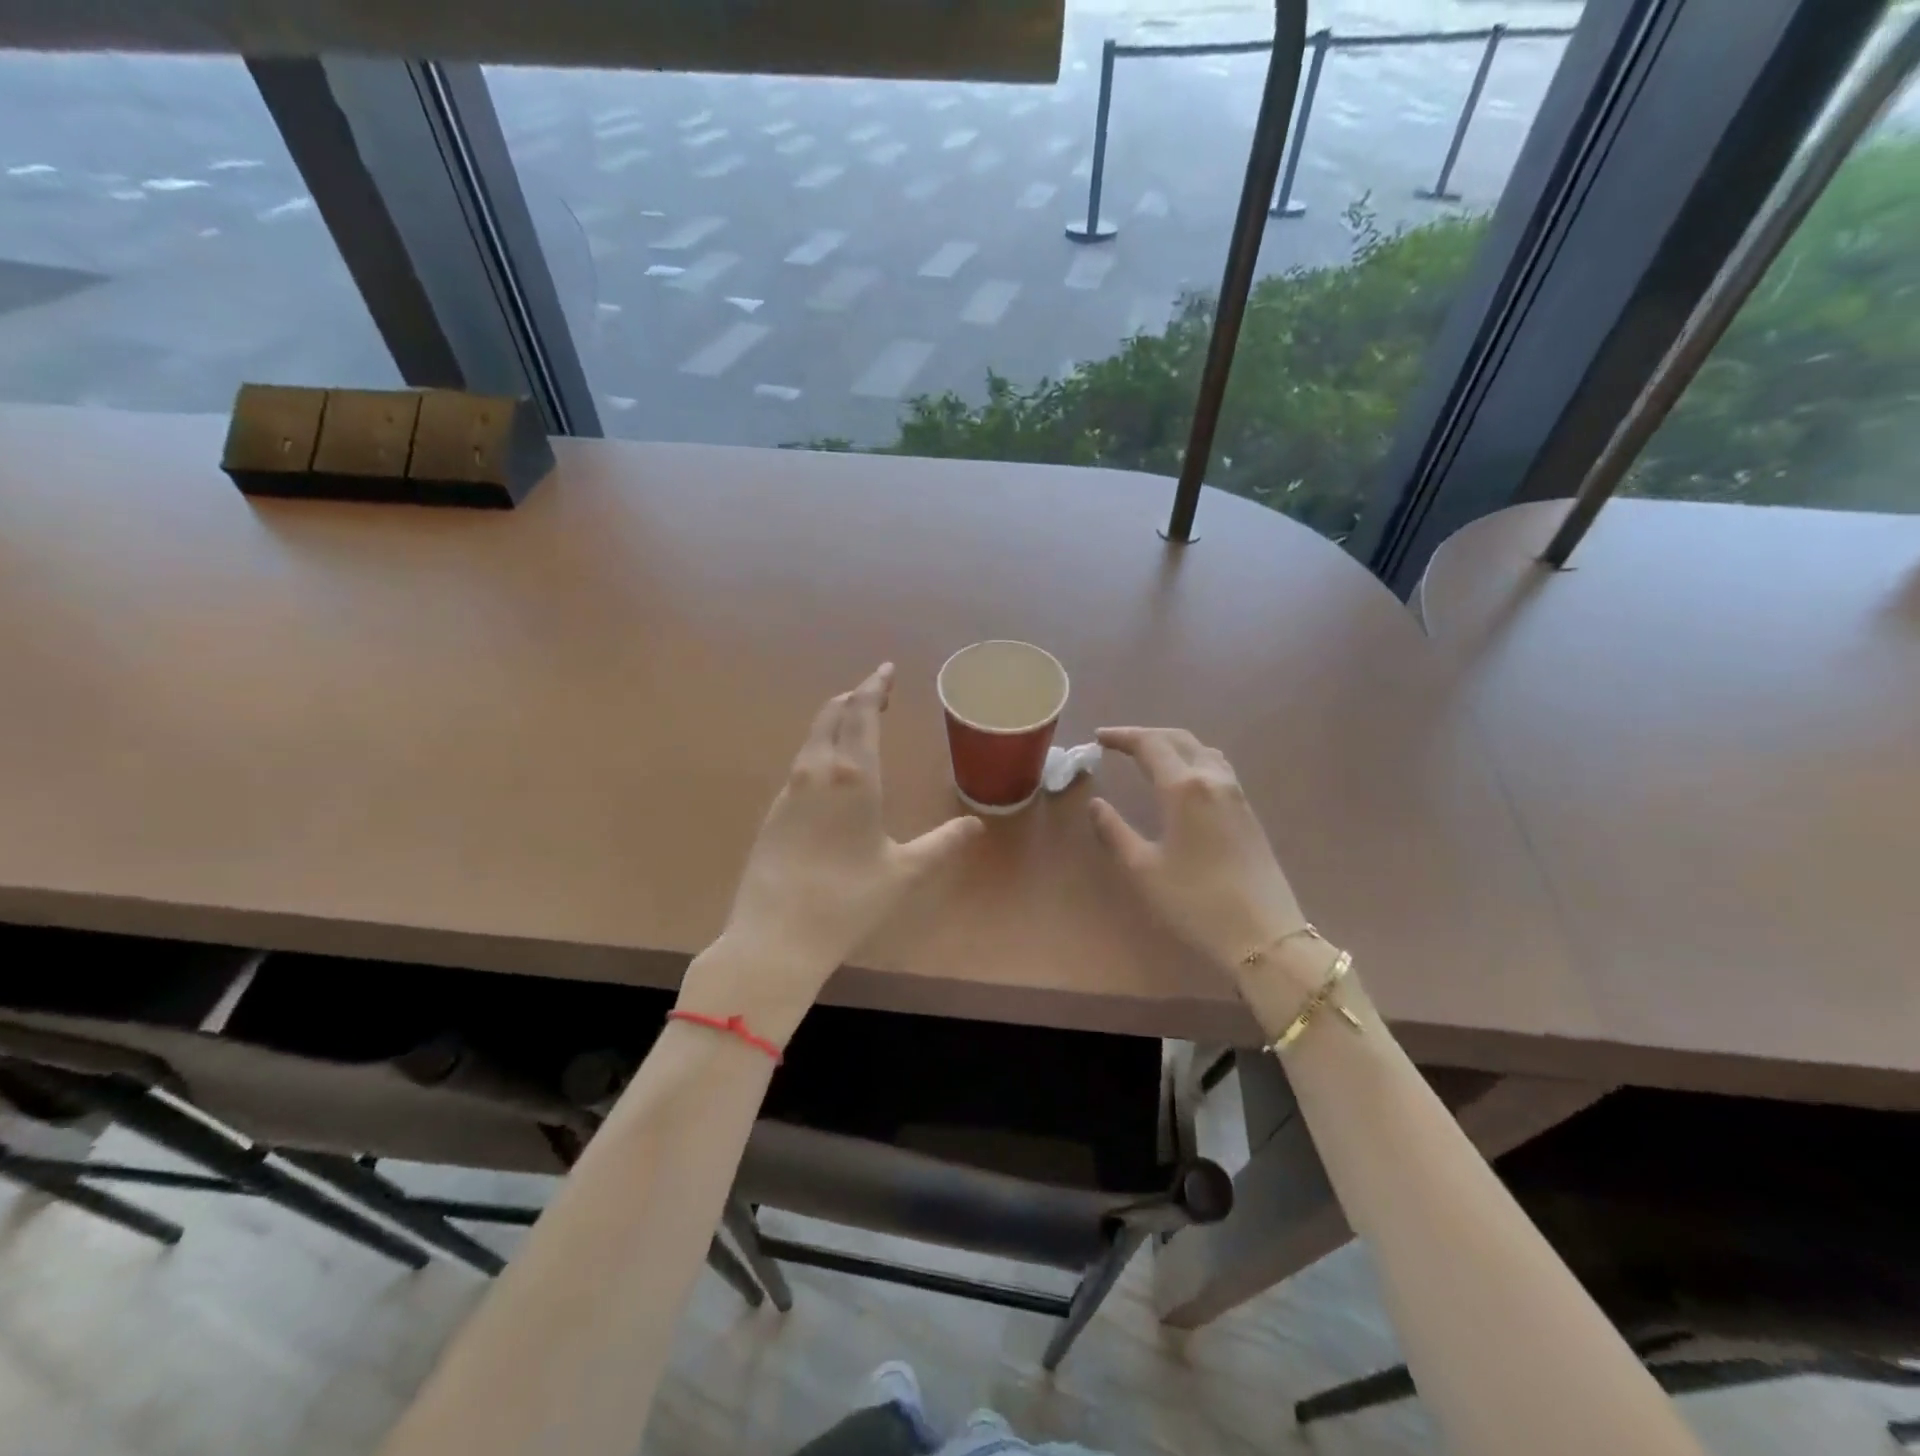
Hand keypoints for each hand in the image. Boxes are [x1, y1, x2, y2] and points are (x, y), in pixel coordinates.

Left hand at [688, 665, 983, 1041]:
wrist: (775, 937)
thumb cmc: (848, 900)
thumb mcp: (904, 873)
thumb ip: (942, 844)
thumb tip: (976, 824)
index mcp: (853, 777)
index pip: (861, 714)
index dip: (874, 687)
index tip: (885, 670)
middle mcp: (816, 772)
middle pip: (830, 717)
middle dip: (853, 699)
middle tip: (874, 694)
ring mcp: (788, 792)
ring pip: (811, 740)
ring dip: (833, 723)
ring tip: (854, 725)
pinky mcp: (773, 814)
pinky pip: (800, 767)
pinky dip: (819, 752)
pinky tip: (829, 775)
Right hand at [1089, 727, 1317, 993]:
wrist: (1263, 934)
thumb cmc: (1195, 902)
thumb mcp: (1143, 869)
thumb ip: (1115, 831)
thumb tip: (1097, 804)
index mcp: (1183, 787)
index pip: (1150, 745)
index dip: (1122, 736)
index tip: (1098, 738)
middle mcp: (1212, 779)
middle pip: (1178, 739)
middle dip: (1146, 735)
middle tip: (1118, 743)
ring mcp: (1235, 793)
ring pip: (1201, 749)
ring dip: (1172, 744)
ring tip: (1148, 756)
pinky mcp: (1248, 811)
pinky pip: (1216, 766)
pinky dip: (1192, 758)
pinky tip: (1183, 778)